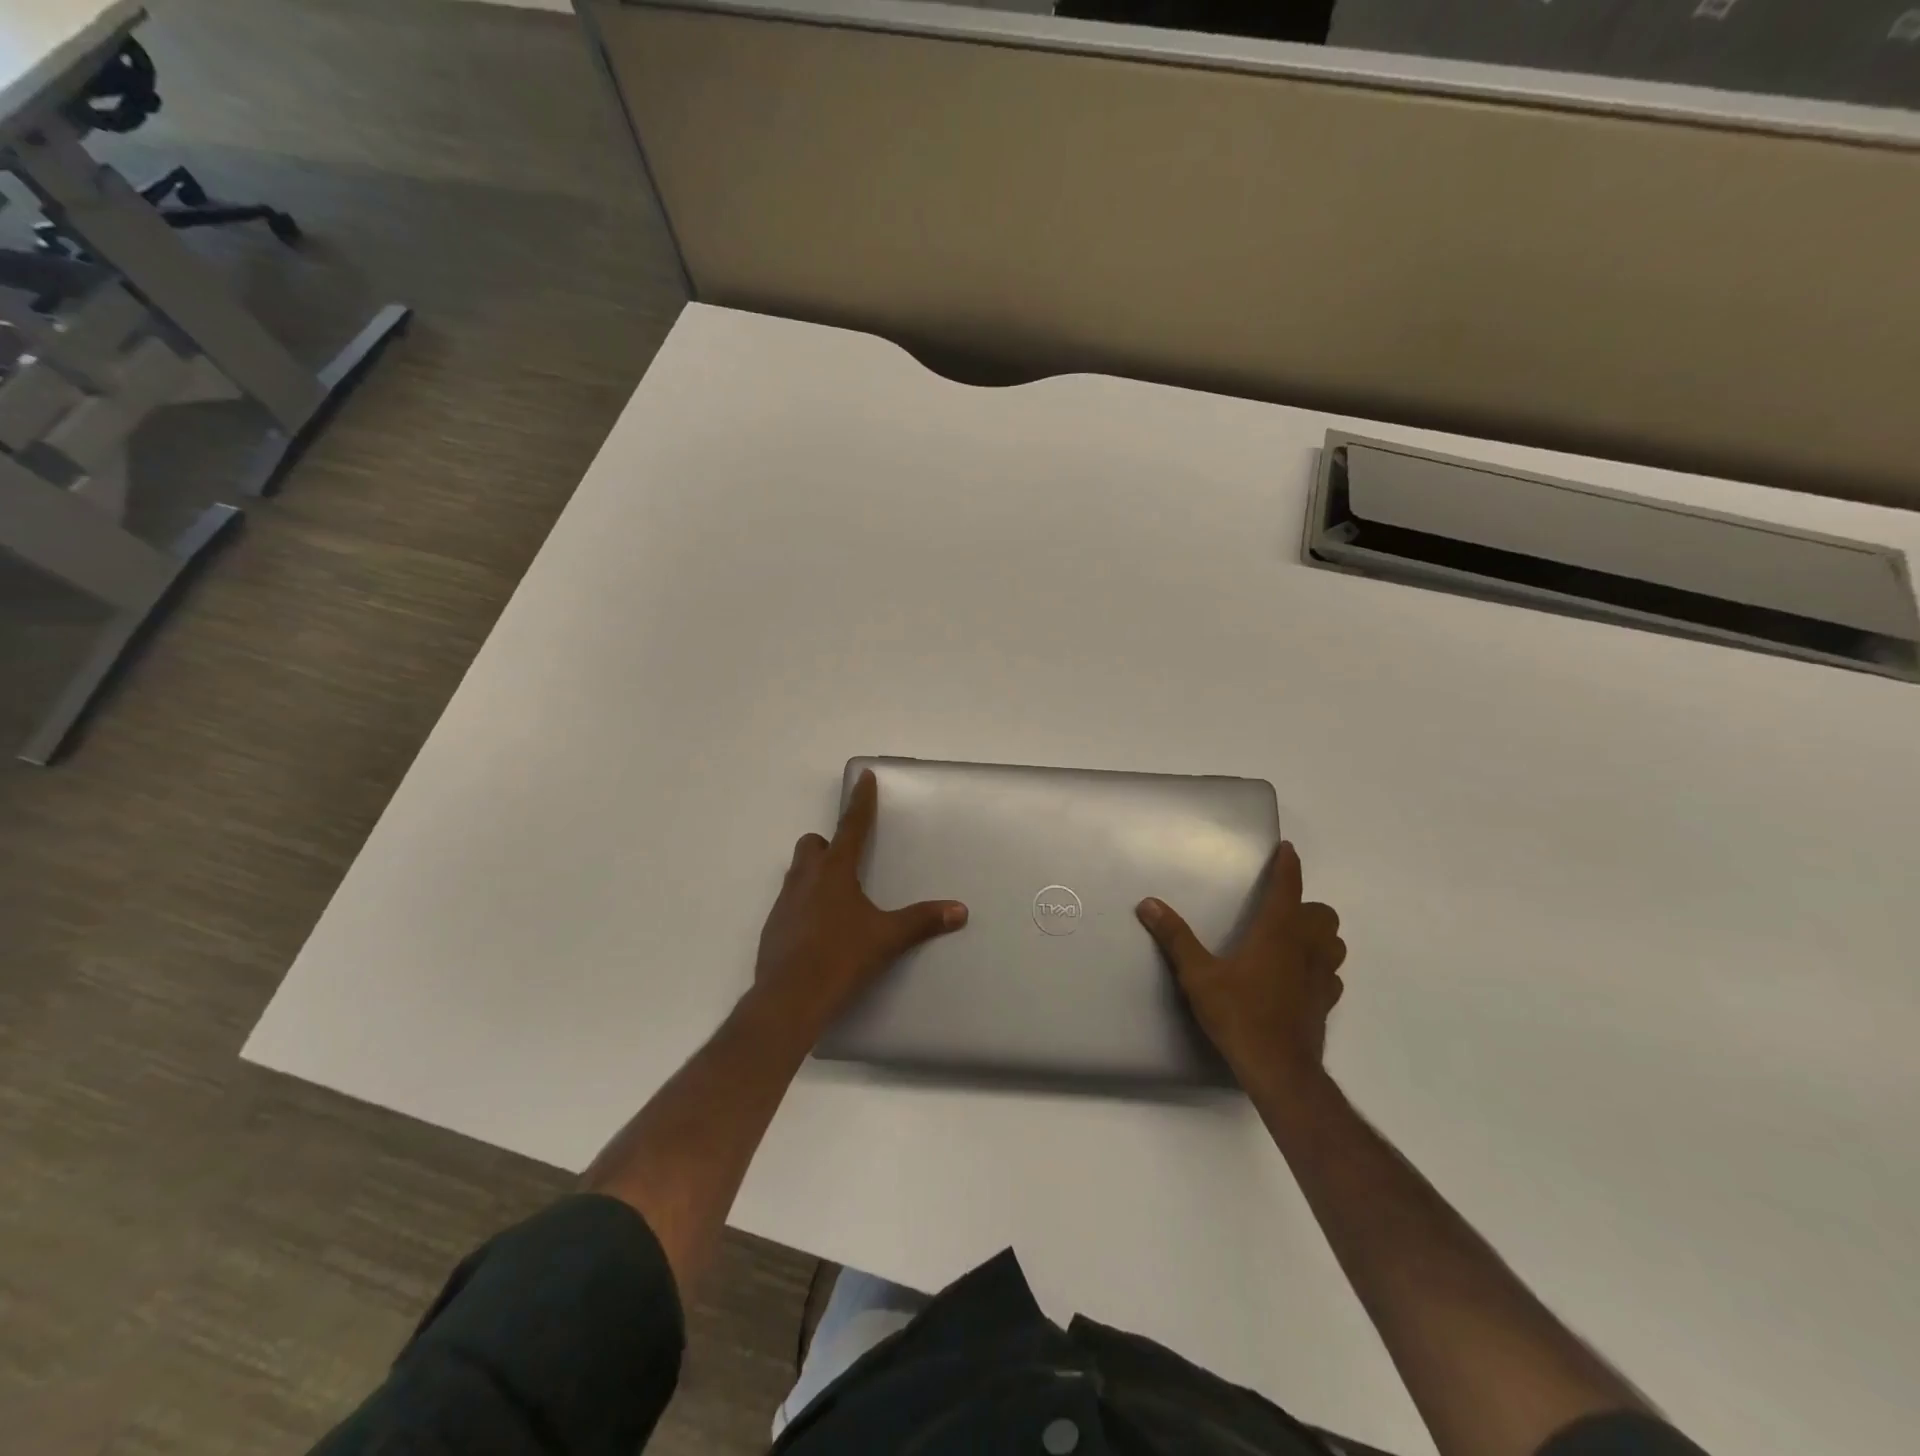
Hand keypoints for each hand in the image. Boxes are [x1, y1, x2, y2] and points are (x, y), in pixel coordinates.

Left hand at [753, 769, 967, 1034]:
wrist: (789, 999)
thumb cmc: (841, 958)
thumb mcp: (887, 938)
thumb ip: (922, 921)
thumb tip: (959, 910)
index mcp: (834, 871)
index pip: (851, 826)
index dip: (861, 801)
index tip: (864, 777)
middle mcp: (805, 879)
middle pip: (811, 845)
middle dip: (826, 845)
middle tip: (847, 862)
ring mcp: (784, 903)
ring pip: (797, 872)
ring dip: (813, 874)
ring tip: (836, 898)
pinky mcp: (773, 928)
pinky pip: (789, 903)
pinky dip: (803, 905)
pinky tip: (819, 930)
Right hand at [1137, 842, 1345, 1093]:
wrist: (1279, 1070)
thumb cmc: (1239, 1014)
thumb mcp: (1198, 975)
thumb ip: (1175, 937)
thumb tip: (1148, 904)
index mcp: (1277, 932)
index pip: (1289, 887)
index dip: (1288, 866)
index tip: (1287, 849)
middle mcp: (1306, 948)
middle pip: (1322, 914)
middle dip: (1307, 906)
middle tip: (1280, 910)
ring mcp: (1321, 977)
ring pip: (1334, 942)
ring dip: (1319, 934)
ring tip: (1293, 939)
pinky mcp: (1326, 1003)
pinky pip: (1332, 974)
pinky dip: (1320, 967)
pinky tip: (1299, 977)